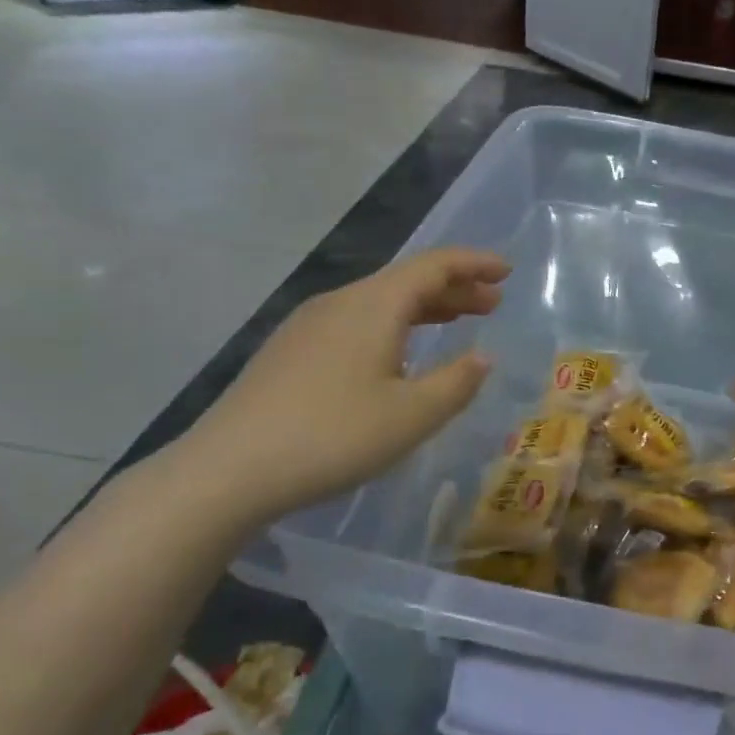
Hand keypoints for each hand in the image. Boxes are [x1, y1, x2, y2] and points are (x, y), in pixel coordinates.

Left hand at [172, 249, 508, 525]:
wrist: (229, 470)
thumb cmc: (334, 437)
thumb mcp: (412, 415)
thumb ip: (457, 382)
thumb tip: (483, 357)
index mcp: (373, 306)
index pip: (433, 266)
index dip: (473, 264)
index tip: (506, 271)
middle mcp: (341, 302)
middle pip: (406, 280)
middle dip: (454, 288)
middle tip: (492, 303)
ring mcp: (309, 325)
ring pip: (379, 302)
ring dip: (424, 308)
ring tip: (456, 323)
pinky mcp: (290, 351)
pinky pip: (356, 321)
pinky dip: (393, 325)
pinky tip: (398, 354)